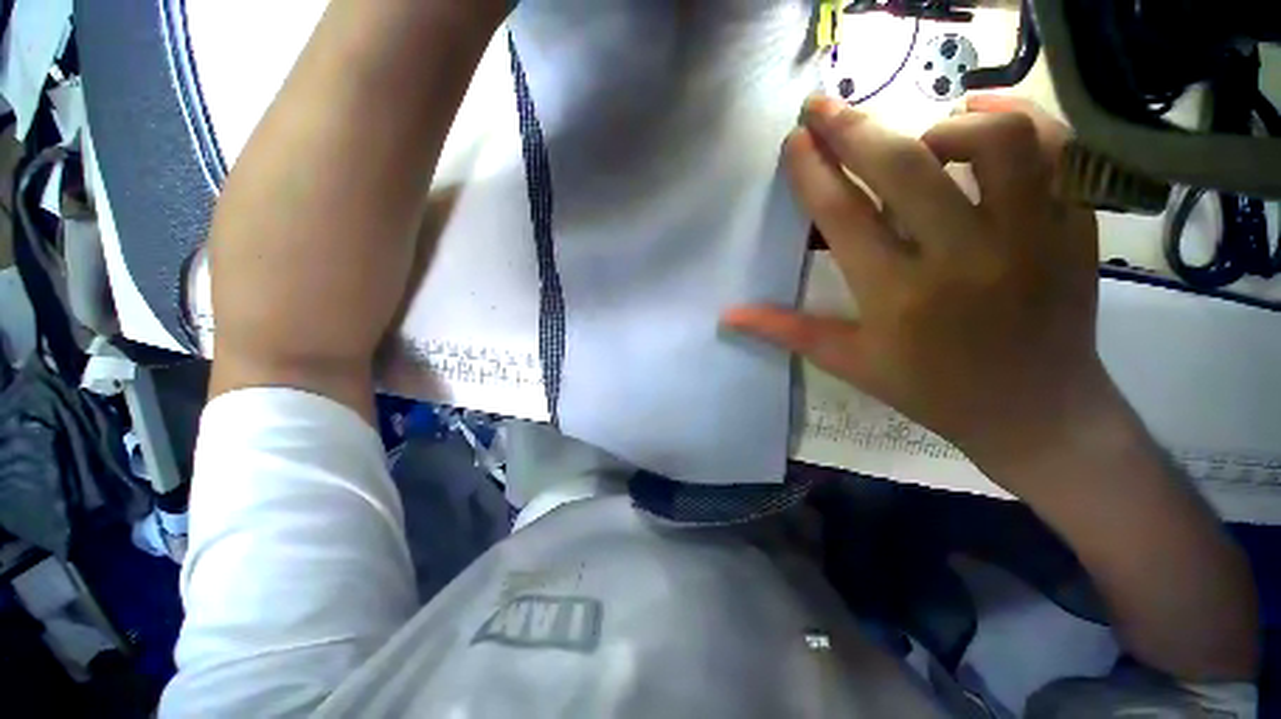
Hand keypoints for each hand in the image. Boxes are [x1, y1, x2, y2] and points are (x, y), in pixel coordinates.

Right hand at [723, 95, 1111, 471]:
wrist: (1037, 412)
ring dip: (942, 125)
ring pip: (992, 141)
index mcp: (898, 296)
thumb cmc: (932, 390)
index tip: (795, 142)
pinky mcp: (1075, 227)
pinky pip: (1058, 149)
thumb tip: (730, 314)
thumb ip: (787, 331)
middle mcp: (963, 258)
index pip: (844, 216)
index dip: (813, 173)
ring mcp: (1030, 236)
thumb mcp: (850, 363)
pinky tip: (986, 119)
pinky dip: (1020, 118)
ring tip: (917, 138)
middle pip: (903, 166)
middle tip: (821, 106)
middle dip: (852, 128)